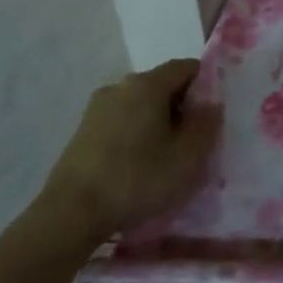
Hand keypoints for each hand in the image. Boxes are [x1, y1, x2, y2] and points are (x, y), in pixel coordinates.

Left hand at [31, 59, 220, 255]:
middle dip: (182, 107)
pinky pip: (121, 121)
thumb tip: (212, 104)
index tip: (211, 117)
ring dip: (157, 122)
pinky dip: (135, 134)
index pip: (187, 67)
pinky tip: (137, 166)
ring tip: (164, 158)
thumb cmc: (136, 180)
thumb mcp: (187, 158)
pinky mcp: (83, 130)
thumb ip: (207, 125)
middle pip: (163, 85)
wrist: (70, 215)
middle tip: (192, 142)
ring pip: (141, 104)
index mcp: (147, 84)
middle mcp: (121, 86)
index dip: (206, 86)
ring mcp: (97, 107)